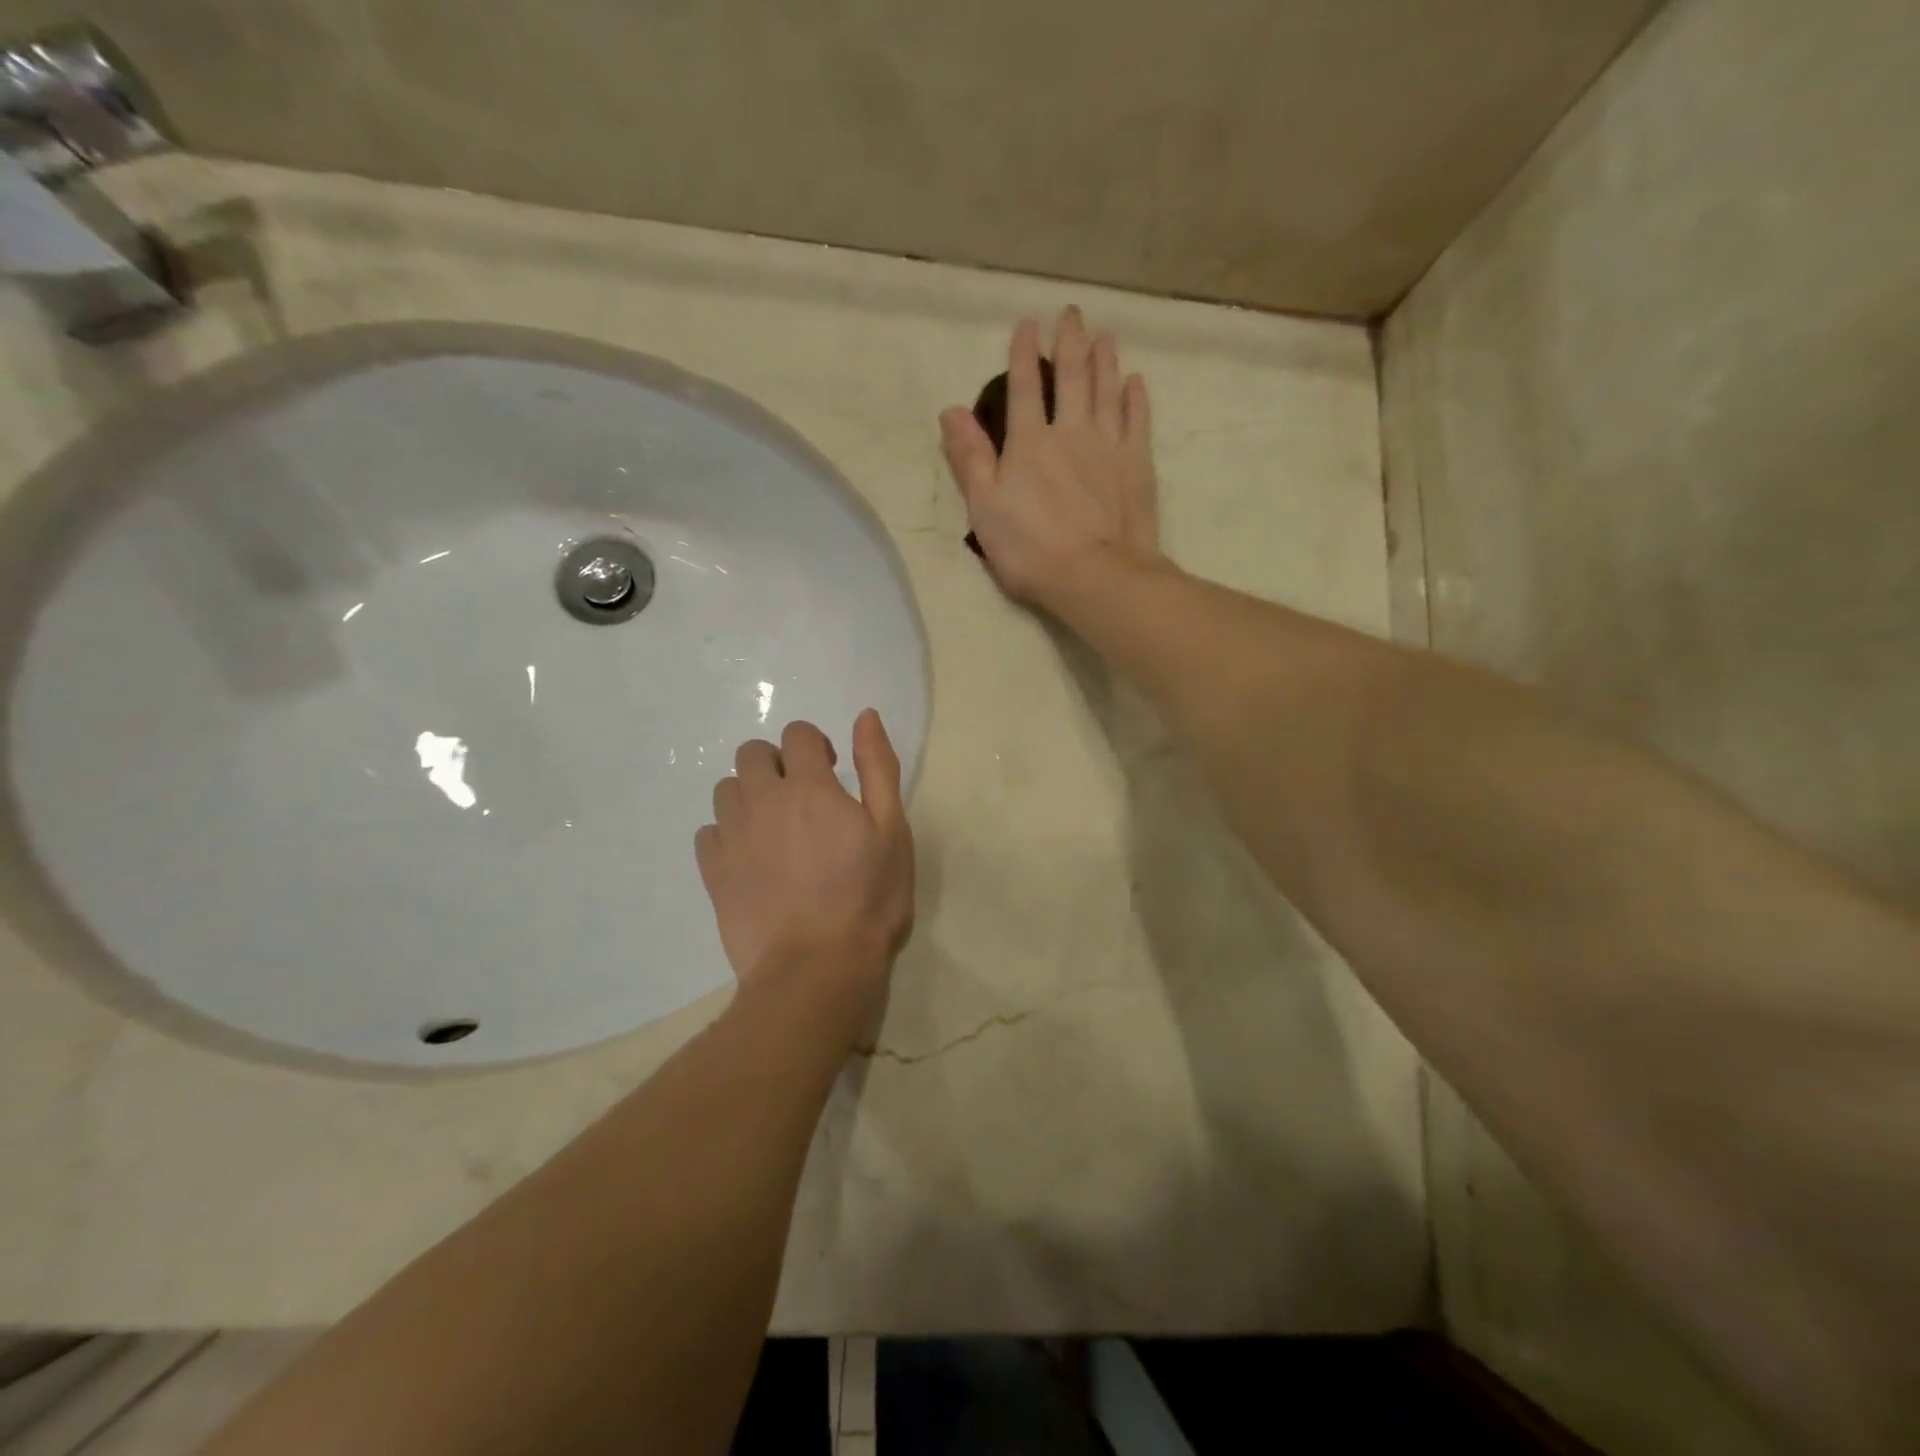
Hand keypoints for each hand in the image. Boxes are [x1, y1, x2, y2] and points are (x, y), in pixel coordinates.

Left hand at [695, 711, 913, 1034]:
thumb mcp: (891, 830)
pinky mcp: (713, 872)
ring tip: (774, 828)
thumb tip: (865, 716)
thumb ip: (878, 768)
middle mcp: (763, 801)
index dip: (814, 744)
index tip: (830, 772)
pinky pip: (707, 832)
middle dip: (776, 762)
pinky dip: (727, 833)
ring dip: (750, 795)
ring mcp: (732, 836)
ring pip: (726, 789)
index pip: (798, 734)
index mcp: (810, 787)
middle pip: (752, 753)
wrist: (816, 968)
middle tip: (801, 797)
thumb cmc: (867, 898)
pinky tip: (750, 857)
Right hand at [939, 307, 1159, 607]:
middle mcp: (1071, 432)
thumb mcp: (984, 508)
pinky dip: (1136, 398)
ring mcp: (1109, 446)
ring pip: (1107, 391)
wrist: (1095, 576)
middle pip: (1072, 378)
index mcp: (1029, 443)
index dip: (1023, 354)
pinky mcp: (1137, 465)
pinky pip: (1137, 421)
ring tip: (1104, 335)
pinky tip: (1135, 382)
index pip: (1024, 387)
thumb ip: (969, 458)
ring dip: (1105, 360)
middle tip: (1072, 314)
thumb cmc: (1030, 549)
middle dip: (1069, 342)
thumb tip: (951, 411)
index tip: (1028, 324)